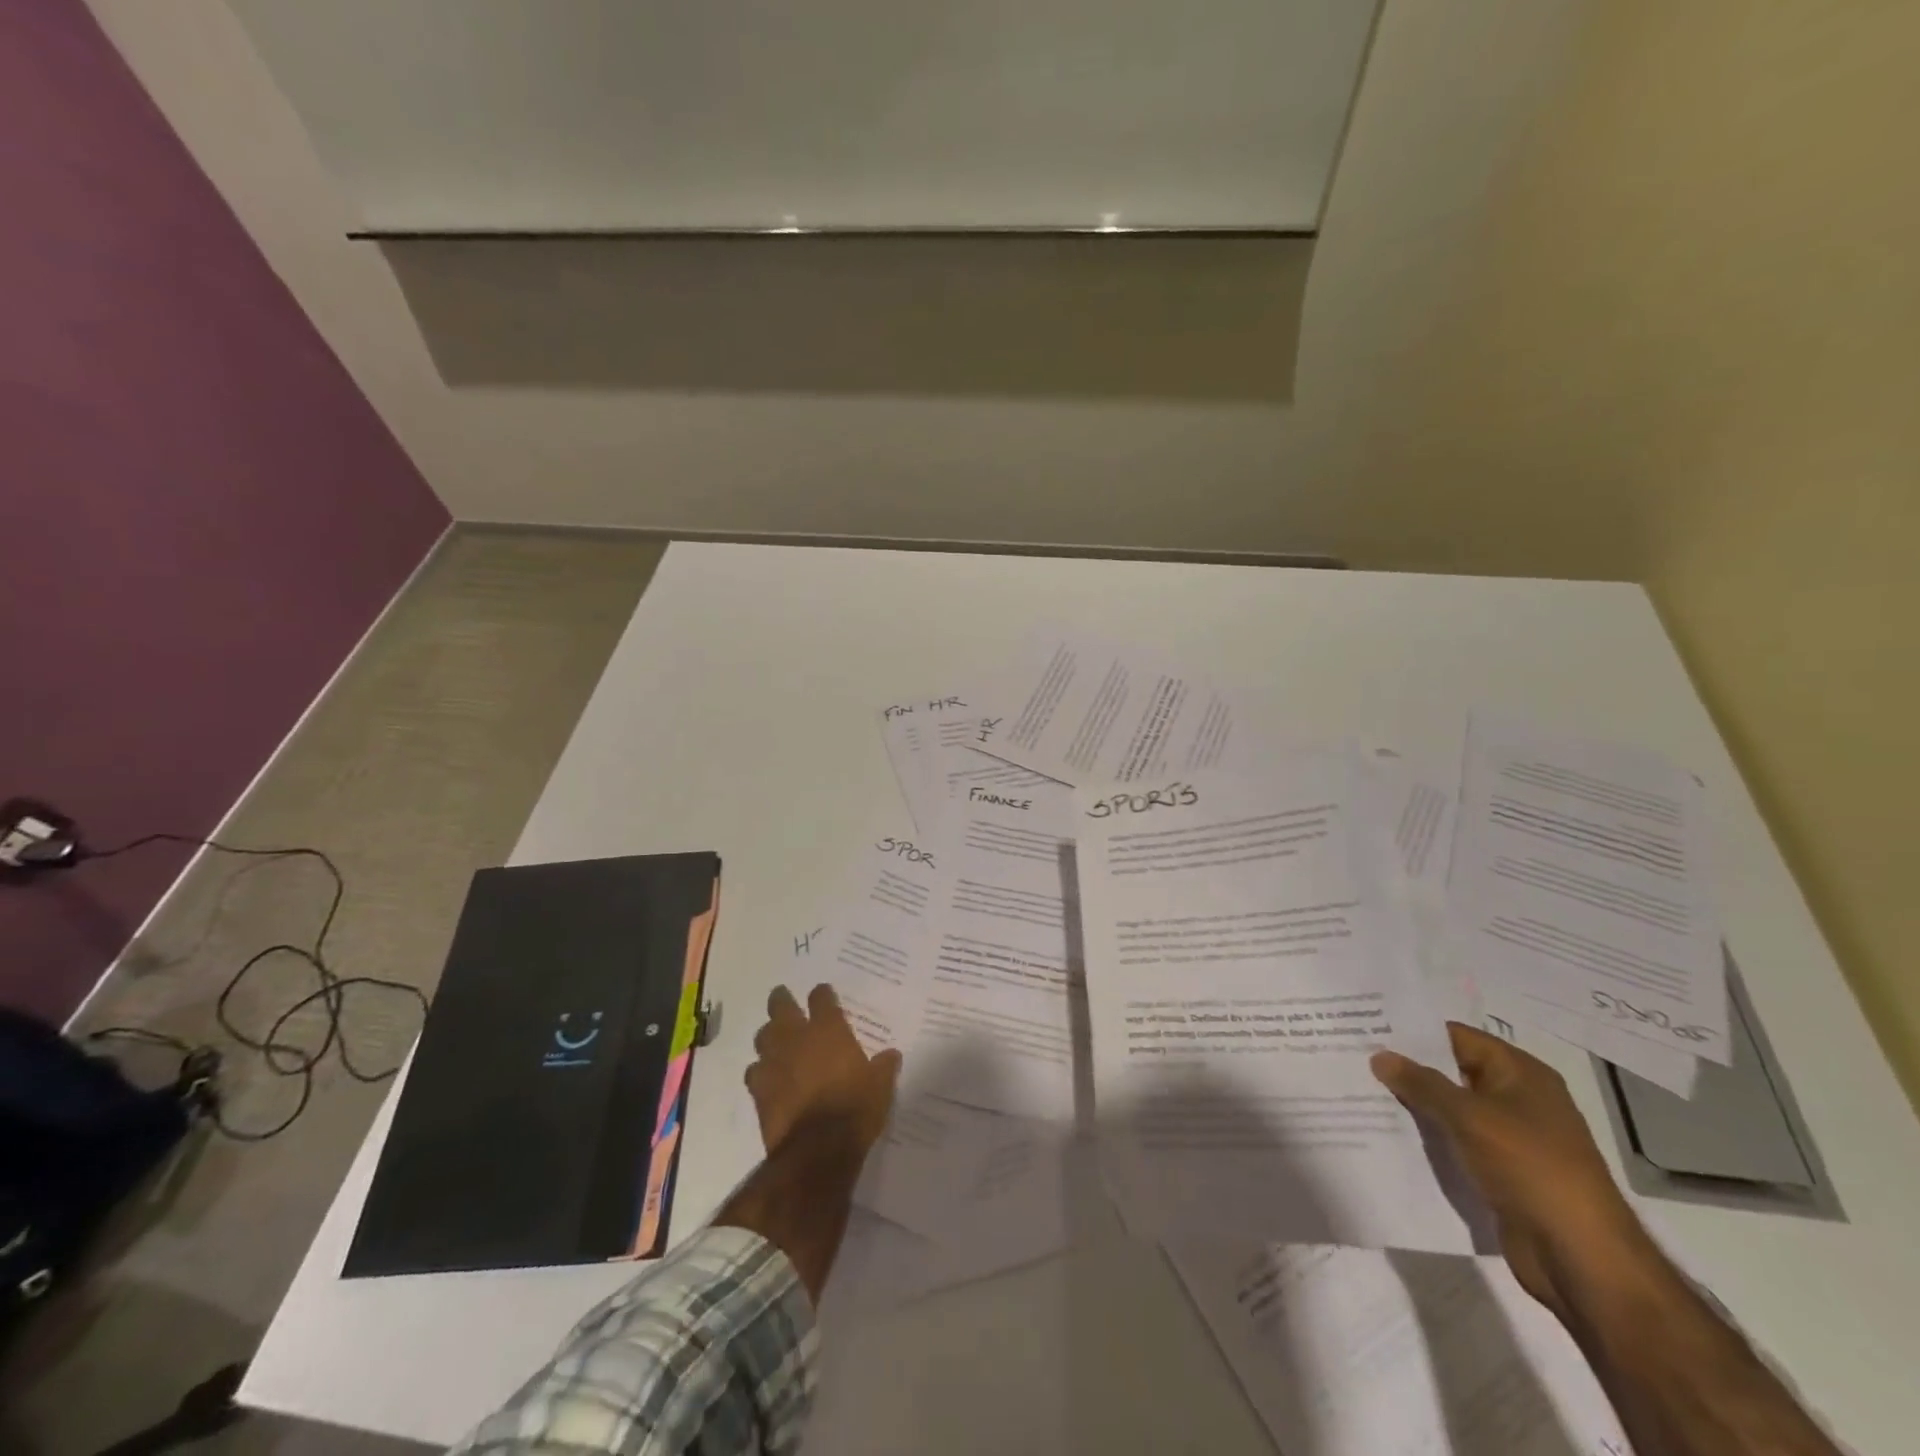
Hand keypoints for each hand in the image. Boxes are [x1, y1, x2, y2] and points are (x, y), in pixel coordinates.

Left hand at [745, 984, 901, 1155]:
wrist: (818, 1149)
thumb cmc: (855, 1108)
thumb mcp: (881, 1086)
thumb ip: (884, 1066)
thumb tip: (891, 1054)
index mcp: (828, 1030)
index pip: (821, 998)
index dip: (822, 994)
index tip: (823, 994)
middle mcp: (797, 1038)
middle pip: (781, 1007)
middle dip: (782, 1000)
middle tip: (783, 998)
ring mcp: (774, 1063)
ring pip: (763, 1036)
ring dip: (769, 1035)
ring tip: (775, 1039)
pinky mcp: (759, 1090)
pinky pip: (754, 1071)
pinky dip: (759, 1070)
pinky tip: (765, 1076)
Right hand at [1372, 1022, 1652, 1316]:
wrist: (1580, 1257)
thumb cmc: (1530, 1168)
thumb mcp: (1469, 1117)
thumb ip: (1421, 1084)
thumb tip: (1380, 1055)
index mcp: (1521, 1073)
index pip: (1456, 1037)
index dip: (1413, 1031)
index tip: (1365, 1025)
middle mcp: (1517, 1098)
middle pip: (1452, 1071)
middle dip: (1407, 1068)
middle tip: (1354, 1056)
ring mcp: (1510, 1137)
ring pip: (1450, 1109)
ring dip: (1414, 1104)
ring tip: (1360, 1090)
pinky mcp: (1500, 1171)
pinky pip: (1455, 1142)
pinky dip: (1427, 1137)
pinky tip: (1387, 1132)